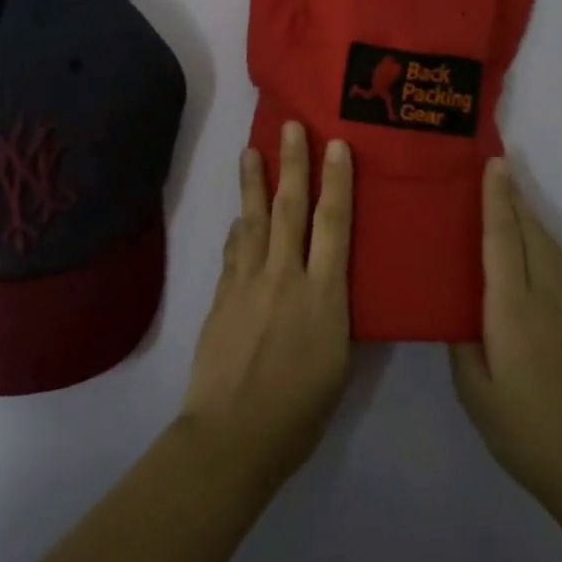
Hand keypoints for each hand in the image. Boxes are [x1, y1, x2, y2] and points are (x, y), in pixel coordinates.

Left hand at [178, 122, 352, 489]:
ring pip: (253, 220)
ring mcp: (248, 283)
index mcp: (323, 295)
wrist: (232, 435)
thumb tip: (332, 288)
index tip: (337, 146)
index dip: (337, 182)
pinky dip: (238, 228)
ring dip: (253, 183)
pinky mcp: (222, 296)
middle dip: (292, 164)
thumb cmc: (299, 412)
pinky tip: (239, 218)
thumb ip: (336, 317)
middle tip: (290, 127)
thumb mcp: (339, 365)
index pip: (333, 225)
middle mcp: (285, 276)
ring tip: (250, 151)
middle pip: (289, 209)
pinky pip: (233, 250)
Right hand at [450, 159, 561, 524]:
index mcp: (513, 312)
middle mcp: (547, 299)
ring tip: (512, 196)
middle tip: (496, 166)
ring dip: (530, 216)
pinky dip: (546, 242)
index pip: (502, 240)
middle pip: (529, 234)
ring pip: (550, 247)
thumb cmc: (527, 435)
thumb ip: (461, 344)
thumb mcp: (475, 394)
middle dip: (513, 197)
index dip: (496, 200)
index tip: (493, 164)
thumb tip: (454, 308)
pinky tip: (538, 244)